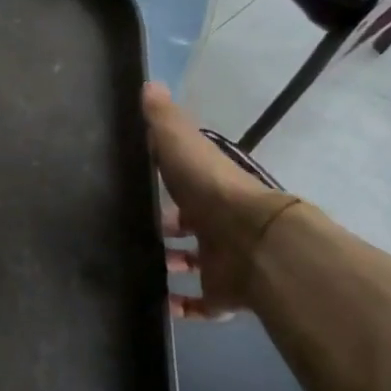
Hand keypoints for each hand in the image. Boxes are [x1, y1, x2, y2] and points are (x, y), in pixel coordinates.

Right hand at [143, 82, 296, 317]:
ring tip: (141, 268)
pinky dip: (182, 308)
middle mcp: (219, 227)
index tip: (142, 195)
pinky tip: (159, 306)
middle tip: (137, 237)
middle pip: (192, 230)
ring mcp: (224, 263)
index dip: (168, 191)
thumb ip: (164, 121)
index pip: (187, 189)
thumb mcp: (181, 146)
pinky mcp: (225, 295)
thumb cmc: (212, 191)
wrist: (253, 242)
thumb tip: (148, 83)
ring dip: (173, 268)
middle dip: (168, 233)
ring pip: (197, 266)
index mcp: (211, 192)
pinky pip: (202, 305)